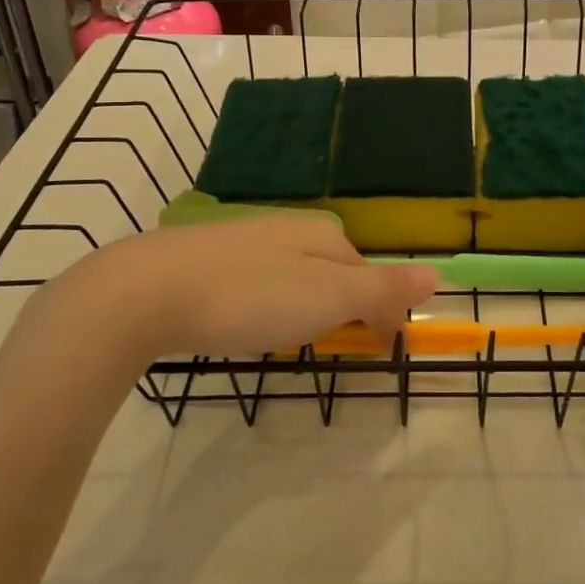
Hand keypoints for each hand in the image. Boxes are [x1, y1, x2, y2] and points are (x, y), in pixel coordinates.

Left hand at [24, 216, 439, 368]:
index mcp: (320, 235)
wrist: (146, 291)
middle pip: (332, 271)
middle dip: (341, 309)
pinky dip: (264, 307)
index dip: (379, 313)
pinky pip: (255, 284)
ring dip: (303, 309)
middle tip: (329, 351)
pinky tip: (245, 325)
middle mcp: (286, 229)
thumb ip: (381, 287)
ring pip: (292, 277)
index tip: (375, 354)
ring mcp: (243, 242)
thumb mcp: (327, 296)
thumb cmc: (249, 296)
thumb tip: (438, 275)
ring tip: (289, 342)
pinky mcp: (206, 261)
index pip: (368, 272)